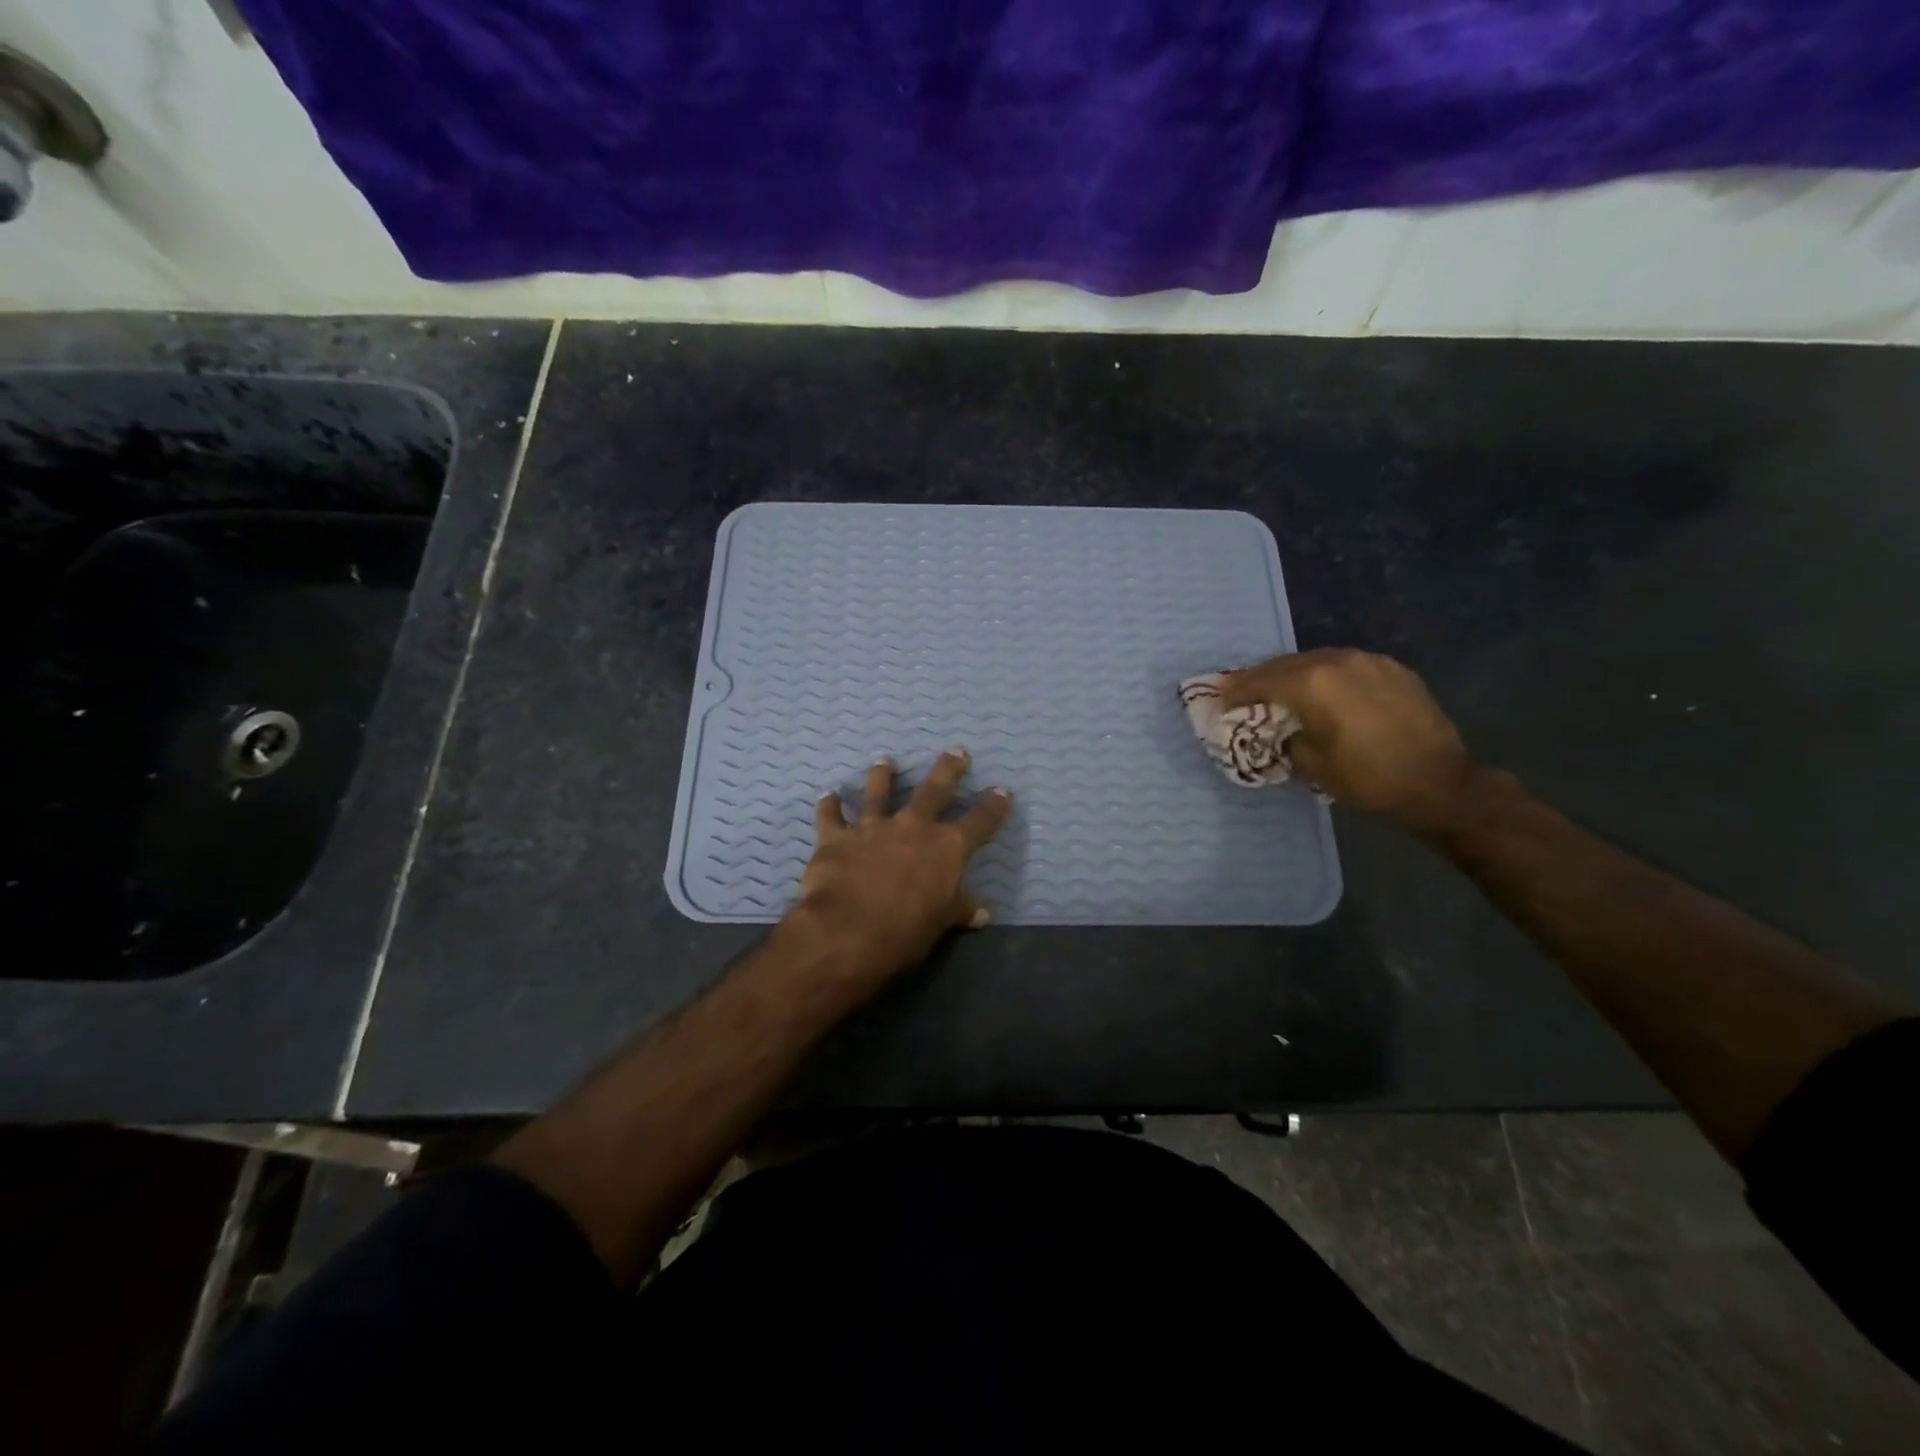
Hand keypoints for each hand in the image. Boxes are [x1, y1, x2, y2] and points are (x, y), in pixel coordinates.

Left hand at [782, 749, 1011, 989]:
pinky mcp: (837, 837)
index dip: (994, 806)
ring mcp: (873, 827)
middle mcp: (913, 827)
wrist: (848, 929)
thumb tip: (983, 914)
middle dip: (948, 769)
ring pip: (879, 792)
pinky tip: (828, 795)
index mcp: (947, 847)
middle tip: (956, 751)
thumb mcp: (942, 923)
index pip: (980, 821)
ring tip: (884, 761)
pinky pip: (831, 816)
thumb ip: (961, 910)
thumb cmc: (906, 930)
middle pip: (934, 790)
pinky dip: (829, 805)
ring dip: (882, 776)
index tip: (1003, 790)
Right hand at [1221, 648, 1490, 832]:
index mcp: (1312, 684)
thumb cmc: (1368, 778)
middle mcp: (1336, 661)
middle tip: (1239, 690)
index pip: (1260, 681)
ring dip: (1292, 673)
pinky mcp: (1391, 668)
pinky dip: (1324, 674)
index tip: (1218, 700)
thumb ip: (1285, 738)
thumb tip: (1278, 729)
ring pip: (1315, 659)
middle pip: (1284, 664)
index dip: (1235, 692)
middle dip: (1259, 677)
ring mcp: (1367, 660)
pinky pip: (1345, 664)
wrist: (1439, 781)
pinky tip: (1322, 689)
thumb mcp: (1311, 764)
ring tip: (1278, 688)